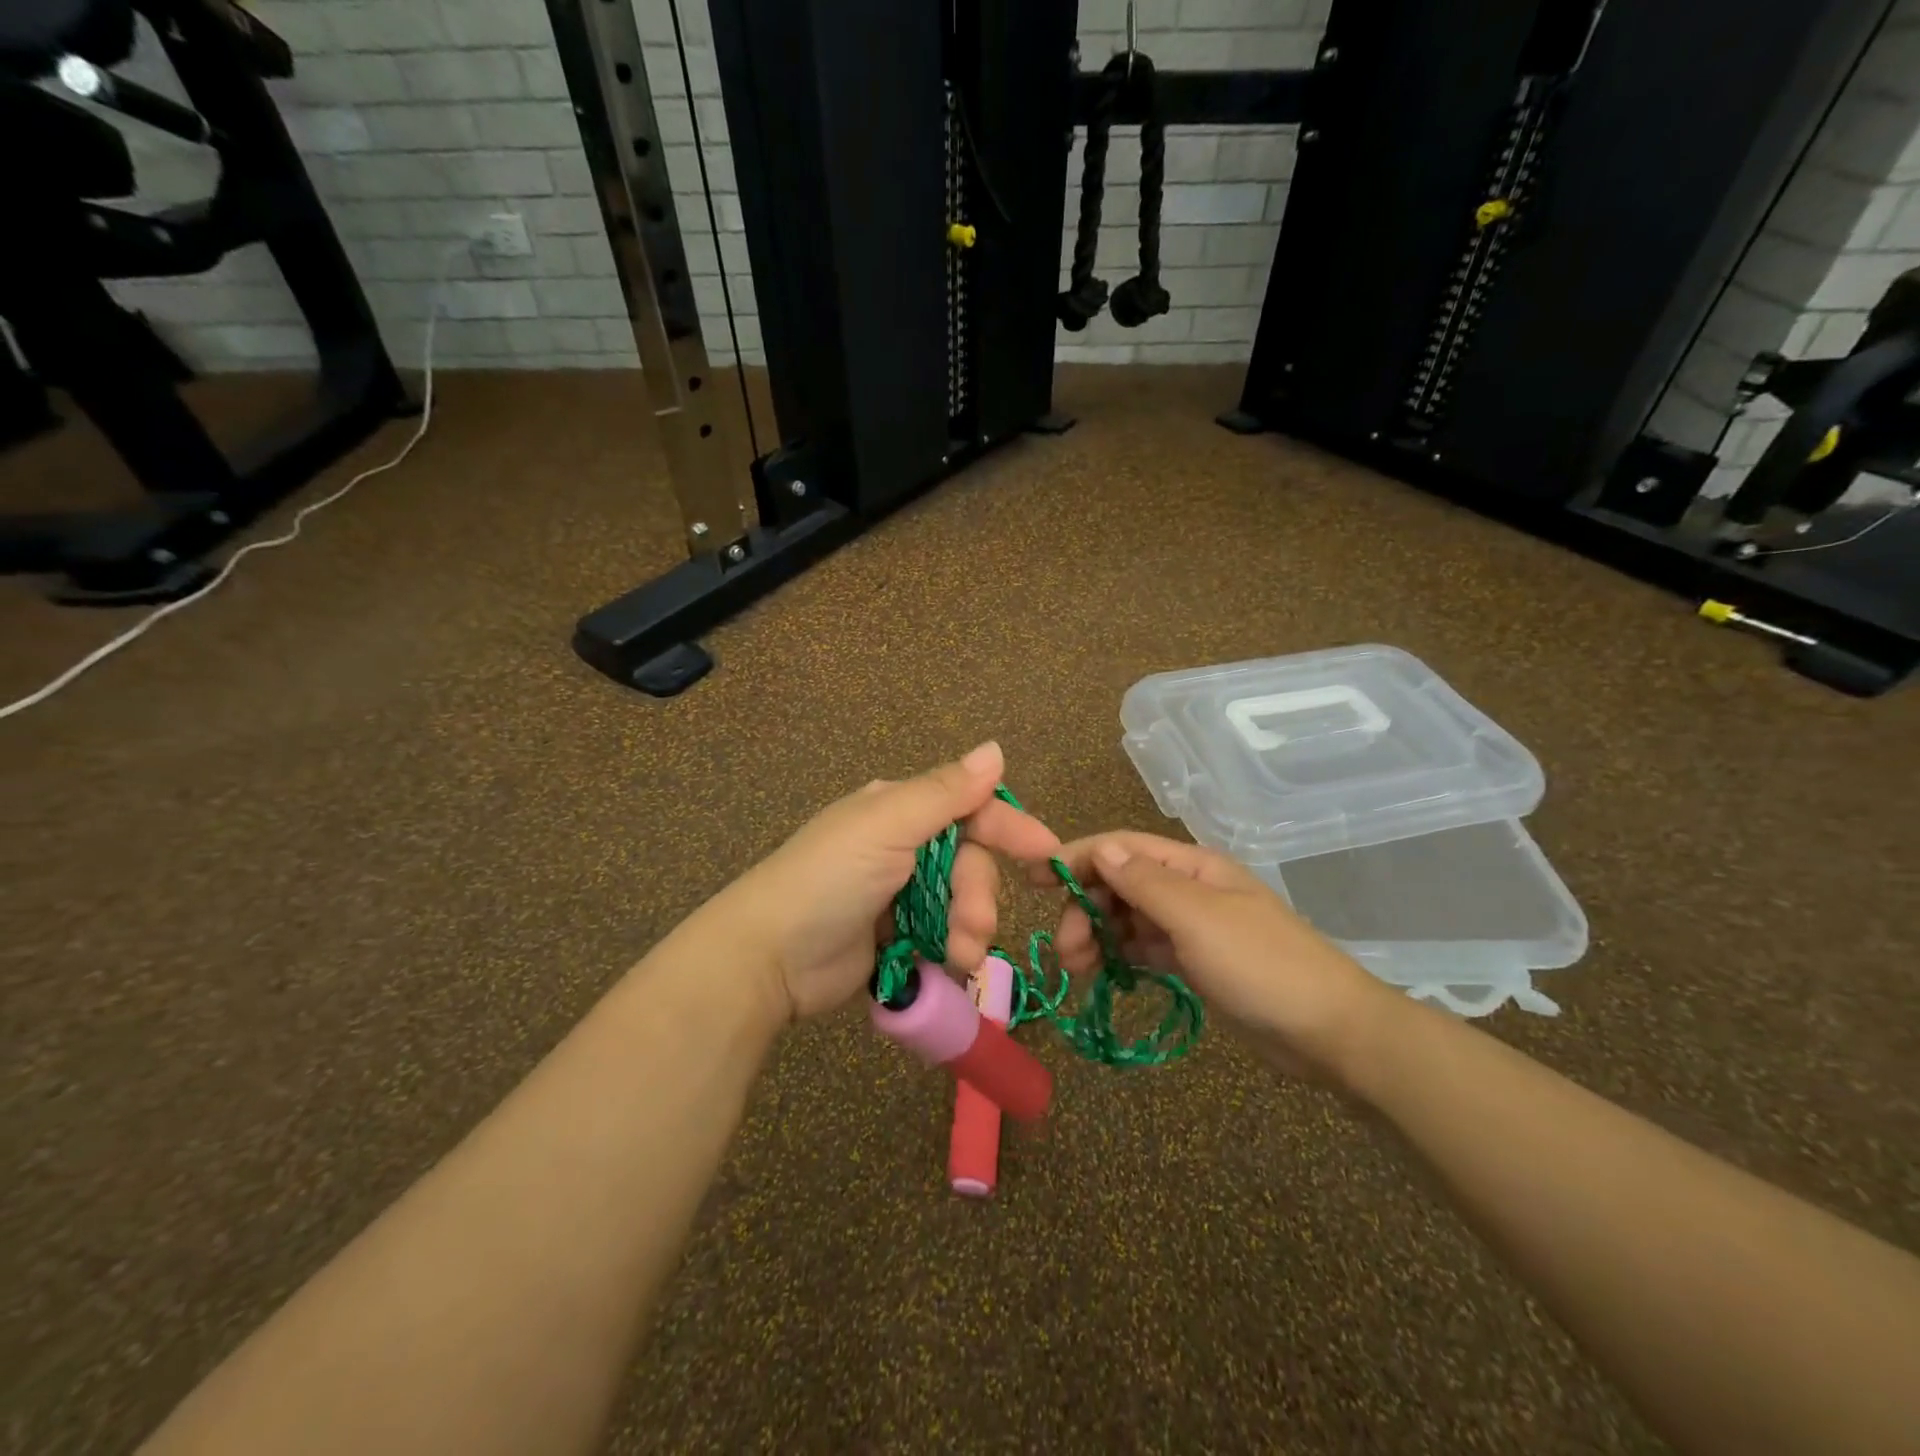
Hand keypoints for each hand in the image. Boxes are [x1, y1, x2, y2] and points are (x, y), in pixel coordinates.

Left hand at [715, 742, 1059, 1020]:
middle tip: (974, 929)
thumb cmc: (830, 878)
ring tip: (957, 956)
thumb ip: (946, 792)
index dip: (1010, 828)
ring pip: (960, 904)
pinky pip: (941, 936)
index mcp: (899, 810)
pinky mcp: (894, 937)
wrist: (769, 956)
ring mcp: (898, 894)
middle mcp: (902, 845)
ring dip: (968, 930)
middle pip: (969, 863)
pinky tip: (945, 966)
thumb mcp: (888, 826)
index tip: (1046, 855)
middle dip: (978, 896)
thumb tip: (996, 749)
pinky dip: (949, 950)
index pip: (969, 808)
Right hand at [1034, 832, 1398, 1084]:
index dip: (1077, 857)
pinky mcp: (1196, 963)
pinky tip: (1105, 975)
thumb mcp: (1197, 918)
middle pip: (1120, 884)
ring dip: (1099, 936)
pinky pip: (1145, 948)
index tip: (1034, 878)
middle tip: (1065, 950)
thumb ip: (1145, 882)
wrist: (1329, 1032)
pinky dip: (1121, 956)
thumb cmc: (1261, 965)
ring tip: (1078, 969)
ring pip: (1129, 919)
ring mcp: (1193, 927)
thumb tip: (1101, 848)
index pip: (1122, 848)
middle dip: (1086, 909)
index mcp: (1192, 866)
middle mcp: (1189, 889)